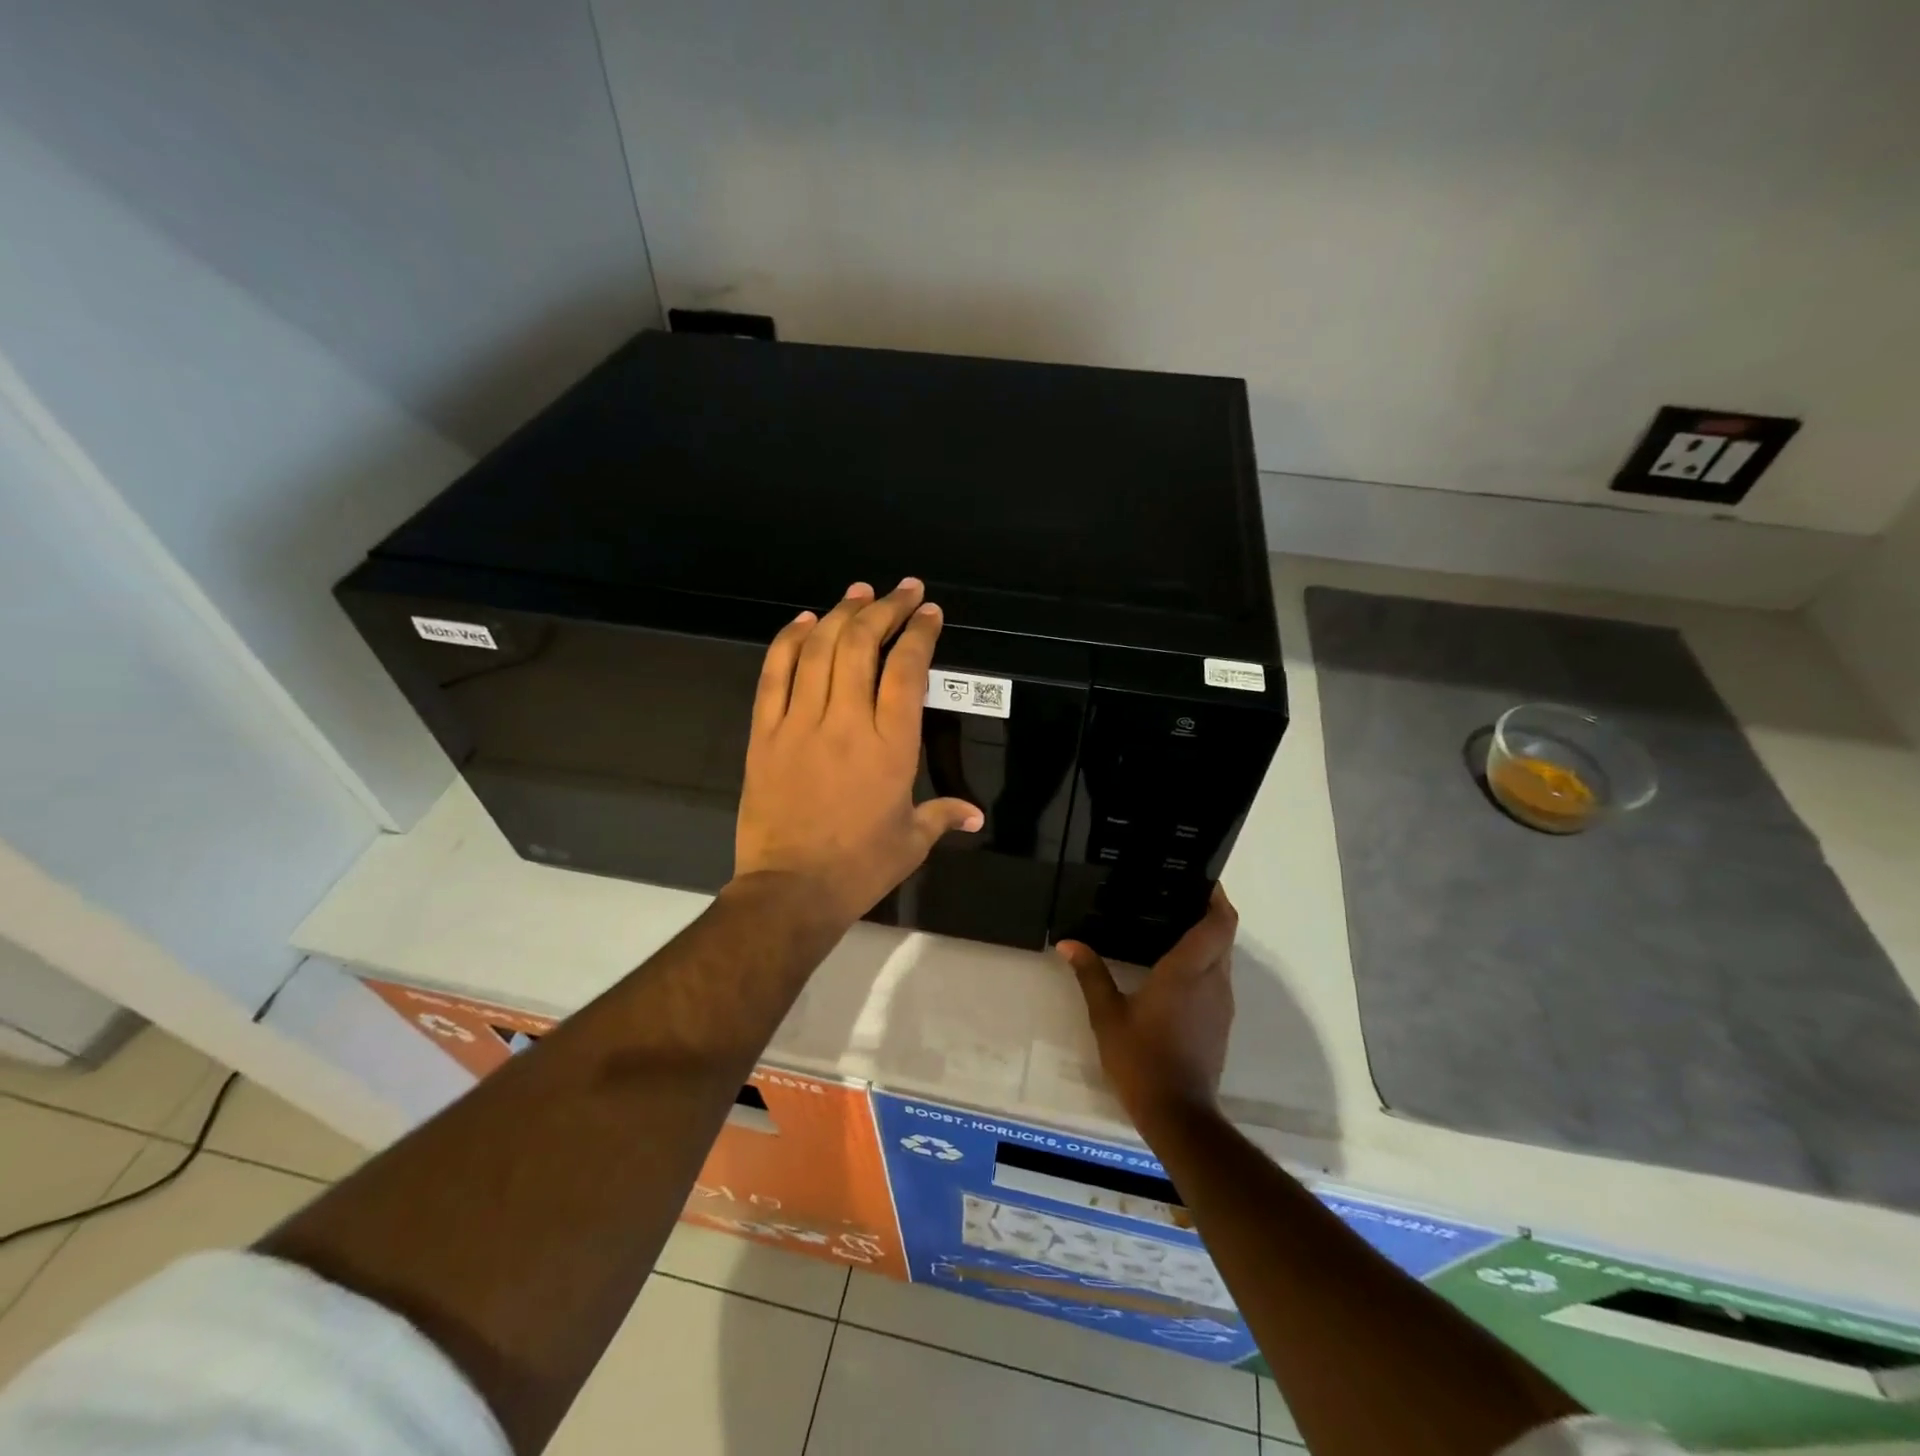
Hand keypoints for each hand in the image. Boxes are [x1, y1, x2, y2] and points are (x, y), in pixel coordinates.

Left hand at [735, 578, 982, 925]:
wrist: (790, 890)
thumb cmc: (859, 867)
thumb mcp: (911, 842)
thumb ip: (943, 816)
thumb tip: (975, 816)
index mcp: (891, 745)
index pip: (907, 670)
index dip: (920, 633)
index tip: (929, 612)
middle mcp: (847, 721)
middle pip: (862, 644)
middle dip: (885, 608)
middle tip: (902, 590)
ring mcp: (800, 722)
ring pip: (819, 649)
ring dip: (841, 613)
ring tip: (858, 592)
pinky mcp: (764, 732)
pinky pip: (774, 674)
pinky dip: (788, 641)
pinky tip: (803, 621)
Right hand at [1055, 888, 1238, 1127]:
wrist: (1178, 1114)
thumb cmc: (1141, 1059)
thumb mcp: (1107, 1016)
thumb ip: (1091, 974)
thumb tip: (1068, 944)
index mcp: (1188, 972)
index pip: (1219, 923)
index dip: (1217, 898)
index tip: (1201, 880)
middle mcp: (1213, 981)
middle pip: (1224, 936)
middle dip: (1209, 913)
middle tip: (1175, 897)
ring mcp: (1221, 1004)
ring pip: (1222, 958)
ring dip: (1206, 939)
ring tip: (1170, 927)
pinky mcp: (1220, 1023)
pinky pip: (1217, 979)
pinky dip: (1203, 964)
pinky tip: (1173, 970)